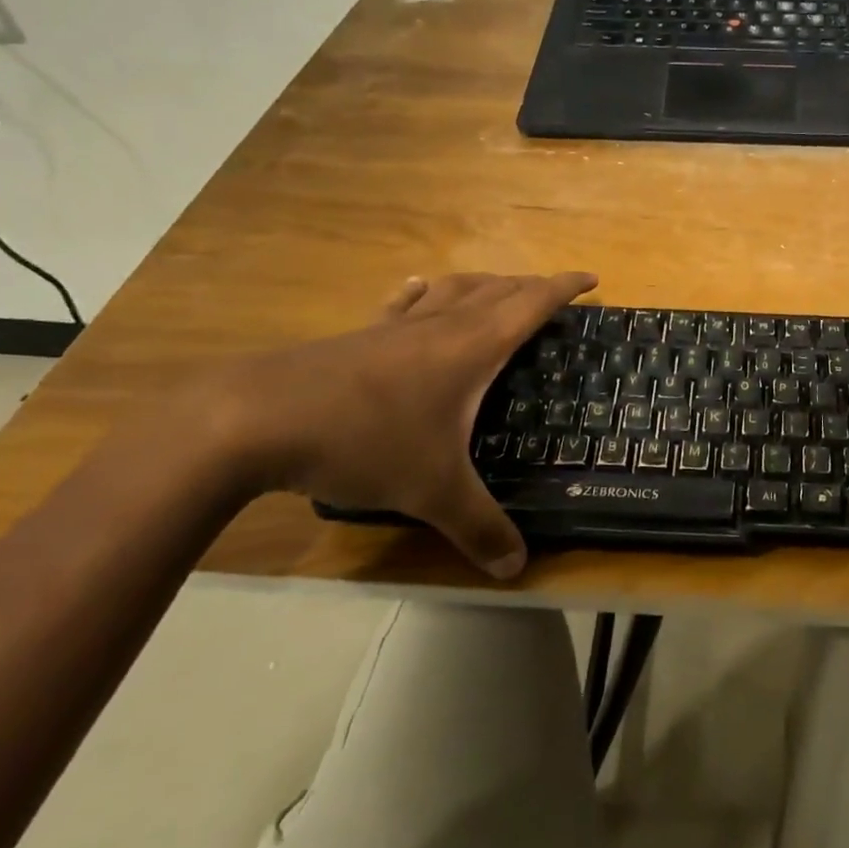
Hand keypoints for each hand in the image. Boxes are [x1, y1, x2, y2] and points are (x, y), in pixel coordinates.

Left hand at [214, 271, 597, 578]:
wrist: (256, 419)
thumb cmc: (365, 441)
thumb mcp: (432, 491)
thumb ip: (480, 527)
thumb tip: (517, 568)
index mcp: (473, 346)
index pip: (533, 303)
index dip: (565, 288)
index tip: (592, 279)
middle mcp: (441, 325)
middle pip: (498, 290)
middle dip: (531, 286)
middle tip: (553, 293)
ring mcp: (396, 327)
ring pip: (453, 290)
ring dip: (485, 285)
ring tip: (498, 288)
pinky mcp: (359, 337)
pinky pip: (406, 304)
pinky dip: (425, 293)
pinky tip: (418, 291)